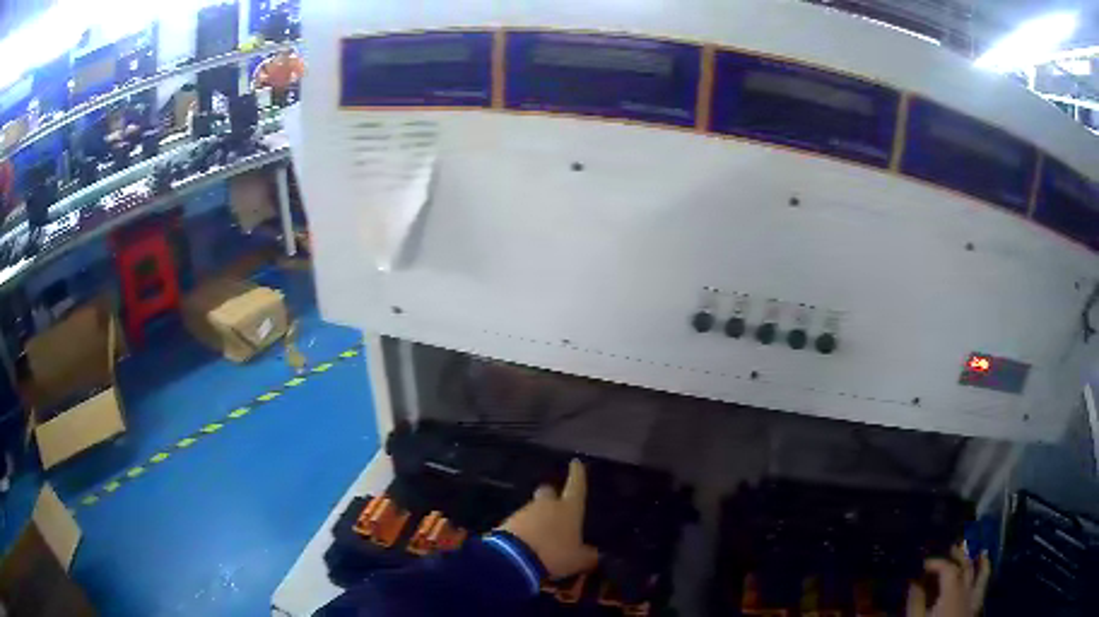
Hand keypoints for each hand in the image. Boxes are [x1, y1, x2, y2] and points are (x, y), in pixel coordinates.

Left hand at [497, 459, 599, 579]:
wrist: (514, 559)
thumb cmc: (555, 554)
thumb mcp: (579, 559)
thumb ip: (588, 555)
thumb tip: (595, 553)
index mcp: (569, 508)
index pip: (576, 486)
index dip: (577, 474)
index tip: (576, 462)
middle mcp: (546, 504)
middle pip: (547, 492)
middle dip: (551, 496)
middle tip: (555, 505)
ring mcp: (523, 512)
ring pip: (532, 509)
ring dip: (537, 518)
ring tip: (542, 534)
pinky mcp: (506, 522)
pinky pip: (519, 523)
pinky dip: (524, 529)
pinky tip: (527, 542)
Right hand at [907, 544, 990, 616]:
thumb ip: (916, 601)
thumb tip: (913, 581)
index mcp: (951, 590)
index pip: (946, 567)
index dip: (934, 562)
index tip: (921, 564)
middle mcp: (965, 587)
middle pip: (961, 565)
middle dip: (953, 556)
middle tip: (944, 549)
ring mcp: (973, 593)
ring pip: (974, 569)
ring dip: (968, 558)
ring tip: (962, 549)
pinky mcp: (976, 601)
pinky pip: (984, 580)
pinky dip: (985, 567)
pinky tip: (983, 558)